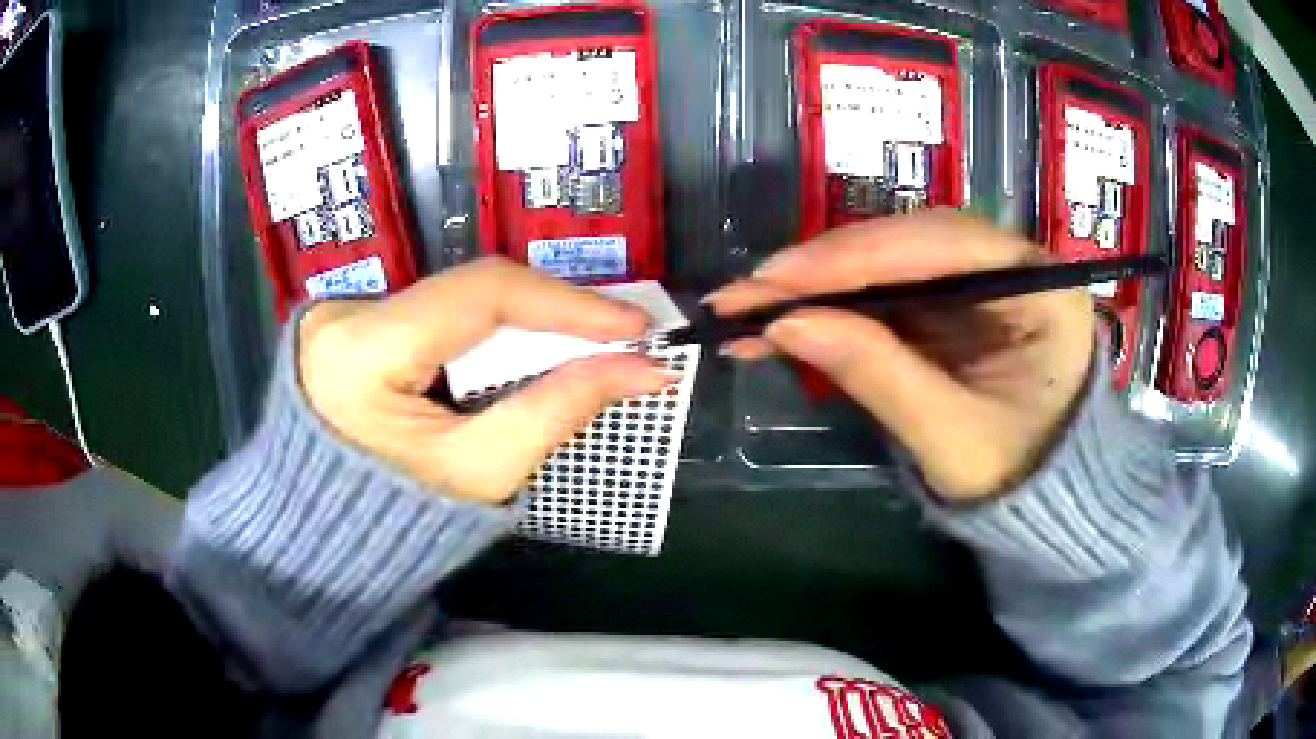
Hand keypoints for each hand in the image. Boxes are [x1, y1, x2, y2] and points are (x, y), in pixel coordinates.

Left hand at [297, 257, 676, 504]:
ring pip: (452, 300)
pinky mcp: (345, 323)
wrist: (322, 540)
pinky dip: (479, 333)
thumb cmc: (395, 523)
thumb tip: (641, 370)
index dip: (566, 303)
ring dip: (517, 322)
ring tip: (578, 345)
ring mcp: (338, 313)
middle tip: (615, 336)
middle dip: (547, 314)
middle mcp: (342, 313)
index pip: (481, 294)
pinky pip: (430, 314)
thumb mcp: (480, 472)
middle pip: (468, 292)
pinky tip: (515, 353)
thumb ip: (558, 409)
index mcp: (361, 350)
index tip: (634, 325)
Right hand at [706, 210, 1094, 500]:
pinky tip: (782, 318)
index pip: (943, 246)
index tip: (775, 277)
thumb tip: (785, 324)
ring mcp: (976, 279)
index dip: (856, 257)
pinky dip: (832, 304)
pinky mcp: (948, 300)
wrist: (1033, 499)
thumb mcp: (950, 437)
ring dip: (819, 283)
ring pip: (887, 260)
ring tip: (749, 307)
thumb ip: (878, 374)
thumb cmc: (1013, 474)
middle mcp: (1011, 264)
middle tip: (748, 292)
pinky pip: (884, 290)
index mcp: (1040, 288)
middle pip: (909, 241)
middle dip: (827, 267)